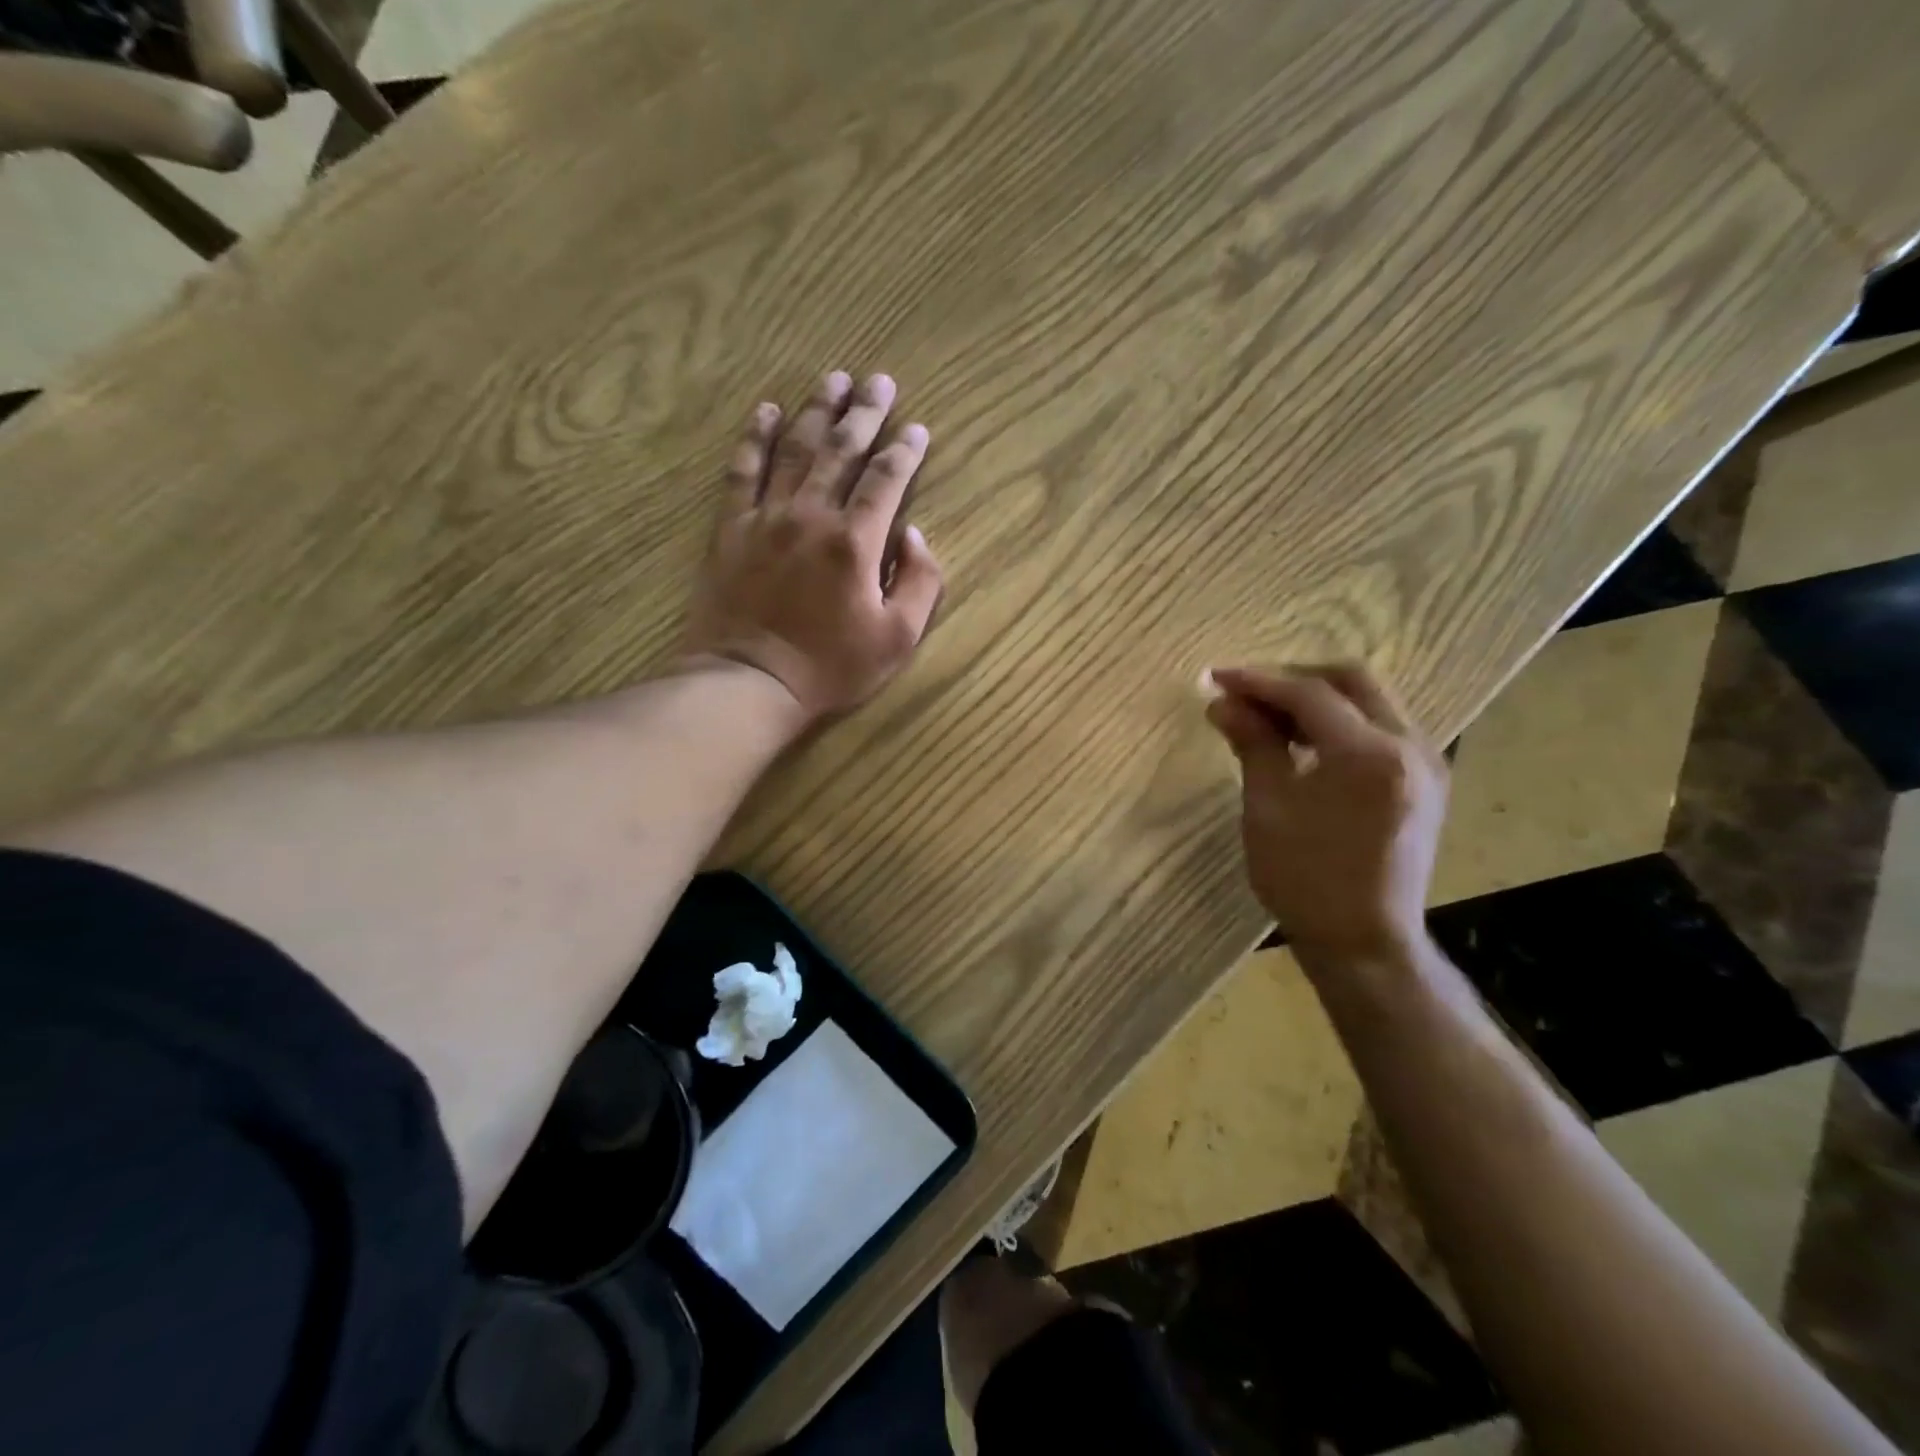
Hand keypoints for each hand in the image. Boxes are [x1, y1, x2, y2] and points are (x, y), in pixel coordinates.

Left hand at [681, 371, 943, 723]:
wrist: (749, 682)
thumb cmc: (830, 667)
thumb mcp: (897, 639)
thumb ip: (920, 583)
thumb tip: (914, 535)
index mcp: (856, 541)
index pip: (886, 480)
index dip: (905, 451)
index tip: (917, 429)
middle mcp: (811, 515)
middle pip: (842, 450)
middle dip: (864, 412)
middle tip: (879, 380)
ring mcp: (766, 518)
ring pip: (795, 449)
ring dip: (817, 411)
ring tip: (833, 379)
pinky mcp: (731, 529)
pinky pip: (743, 471)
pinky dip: (755, 438)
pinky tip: (766, 411)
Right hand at [1205, 663, 1447, 965]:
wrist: (1363, 942)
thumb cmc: (1305, 879)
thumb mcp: (1268, 807)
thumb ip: (1253, 744)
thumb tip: (1224, 703)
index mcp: (1369, 755)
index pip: (1310, 694)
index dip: (1259, 681)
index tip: (1217, 678)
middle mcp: (1411, 746)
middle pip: (1352, 681)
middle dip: (1295, 679)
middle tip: (1248, 694)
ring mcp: (1427, 762)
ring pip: (1372, 700)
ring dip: (1319, 698)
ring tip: (1270, 718)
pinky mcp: (1427, 781)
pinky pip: (1384, 727)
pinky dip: (1342, 721)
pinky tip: (1307, 742)